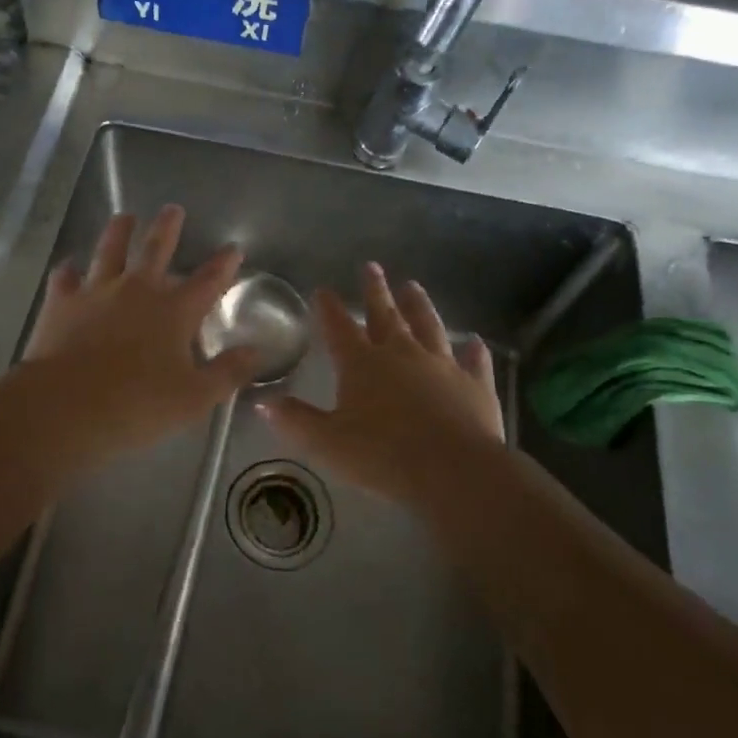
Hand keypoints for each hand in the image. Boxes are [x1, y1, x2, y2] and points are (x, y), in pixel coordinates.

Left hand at [20, 205, 263, 463]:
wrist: (65, 407)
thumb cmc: (137, 405)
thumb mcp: (195, 398)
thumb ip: (228, 373)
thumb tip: (256, 352)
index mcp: (174, 311)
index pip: (208, 281)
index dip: (223, 264)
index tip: (233, 248)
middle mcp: (137, 290)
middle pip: (156, 249)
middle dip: (167, 228)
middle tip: (172, 209)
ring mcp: (96, 292)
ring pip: (109, 251)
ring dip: (118, 232)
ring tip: (124, 217)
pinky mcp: (61, 303)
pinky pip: (65, 278)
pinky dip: (69, 271)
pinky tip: (69, 267)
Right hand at [259, 262, 504, 508]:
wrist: (453, 470)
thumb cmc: (382, 455)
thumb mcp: (327, 443)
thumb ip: (296, 420)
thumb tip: (263, 402)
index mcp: (362, 364)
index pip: (340, 328)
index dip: (329, 308)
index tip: (323, 288)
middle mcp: (401, 354)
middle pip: (385, 315)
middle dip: (376, 291)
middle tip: (372, 267)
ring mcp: (442, 366)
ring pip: (428, 327)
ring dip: (419, 305)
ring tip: (413, 286)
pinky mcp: (474, 385)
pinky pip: (473, 362)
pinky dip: (472, 351)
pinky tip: (474, 342)